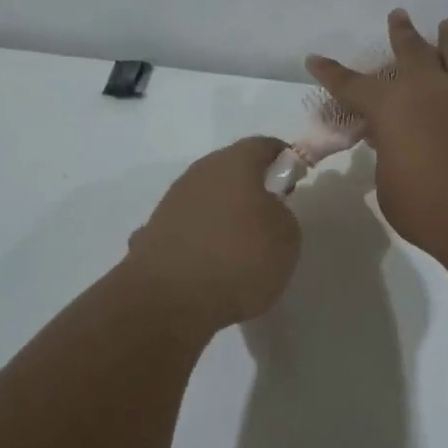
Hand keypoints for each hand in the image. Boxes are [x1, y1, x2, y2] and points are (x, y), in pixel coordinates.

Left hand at [125, 137, 302, 330]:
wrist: (168, 301)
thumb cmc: (238, 259)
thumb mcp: (287, 238)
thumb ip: (282, 214)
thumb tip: (267, 211)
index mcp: (234, 163)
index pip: (264, 146)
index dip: (284, 160)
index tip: (295, 183)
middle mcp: (199, 173)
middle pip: (232, 170)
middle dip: (252, 188)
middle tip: (271, 218)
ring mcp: (171, 202)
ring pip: (208, 198)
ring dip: (224, 214)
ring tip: (240, 248)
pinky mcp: (153, 232)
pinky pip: (188, 228)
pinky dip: (200, 239)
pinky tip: (208, 266)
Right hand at [307, 10, 447, 266]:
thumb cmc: (430, 208)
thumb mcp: (390, 186)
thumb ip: (390, 157)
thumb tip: (398, 143)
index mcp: (391, 107)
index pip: (352, 85)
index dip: (331, 74)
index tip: (314, 58)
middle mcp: (428, 90)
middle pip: (411, 51)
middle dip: (401, 33)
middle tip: (398, 14)